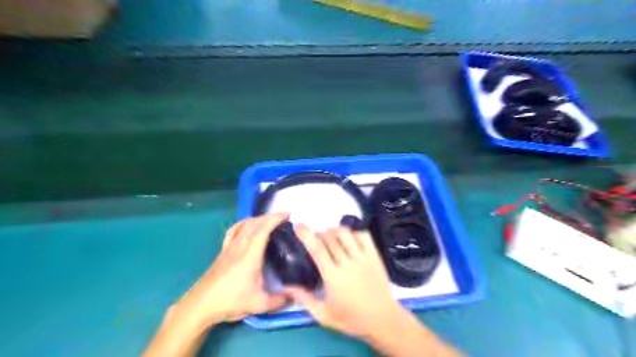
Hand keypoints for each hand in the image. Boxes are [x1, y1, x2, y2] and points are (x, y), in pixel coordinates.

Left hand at [174, 212, 290, 329]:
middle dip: (270, 216)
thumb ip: (280, 300)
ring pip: (244, 224)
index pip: (264, 228)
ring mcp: (229, 247)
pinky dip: (243, 223)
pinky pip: (234, 230)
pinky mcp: (223, 251)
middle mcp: (240, 245)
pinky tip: (247, 226)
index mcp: (250, 254)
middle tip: (284, 217)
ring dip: (258, 218)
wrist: (201, 305)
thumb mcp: (259, 304)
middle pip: (255, 222)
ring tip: (269, 220)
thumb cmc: (231, 301)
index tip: (288, 214)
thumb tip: (295, 296)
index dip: (276, 218)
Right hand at [286, 226, 403, 339]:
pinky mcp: (374, 255)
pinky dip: (353, 232)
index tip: (298, 225)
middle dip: (319, 234)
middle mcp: (347, 263)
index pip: (317, 249)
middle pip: (330, 238)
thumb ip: (304, 300)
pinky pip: (363, 235)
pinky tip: (349, 239)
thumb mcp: (324, 315)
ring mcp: (363, 257)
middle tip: (316, 239)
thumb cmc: (351, 319)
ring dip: (334, 231)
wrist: (383, 320)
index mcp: (333, 277)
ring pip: (345, 234)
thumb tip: (286, 287)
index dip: (306, 234)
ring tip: (331, 237)